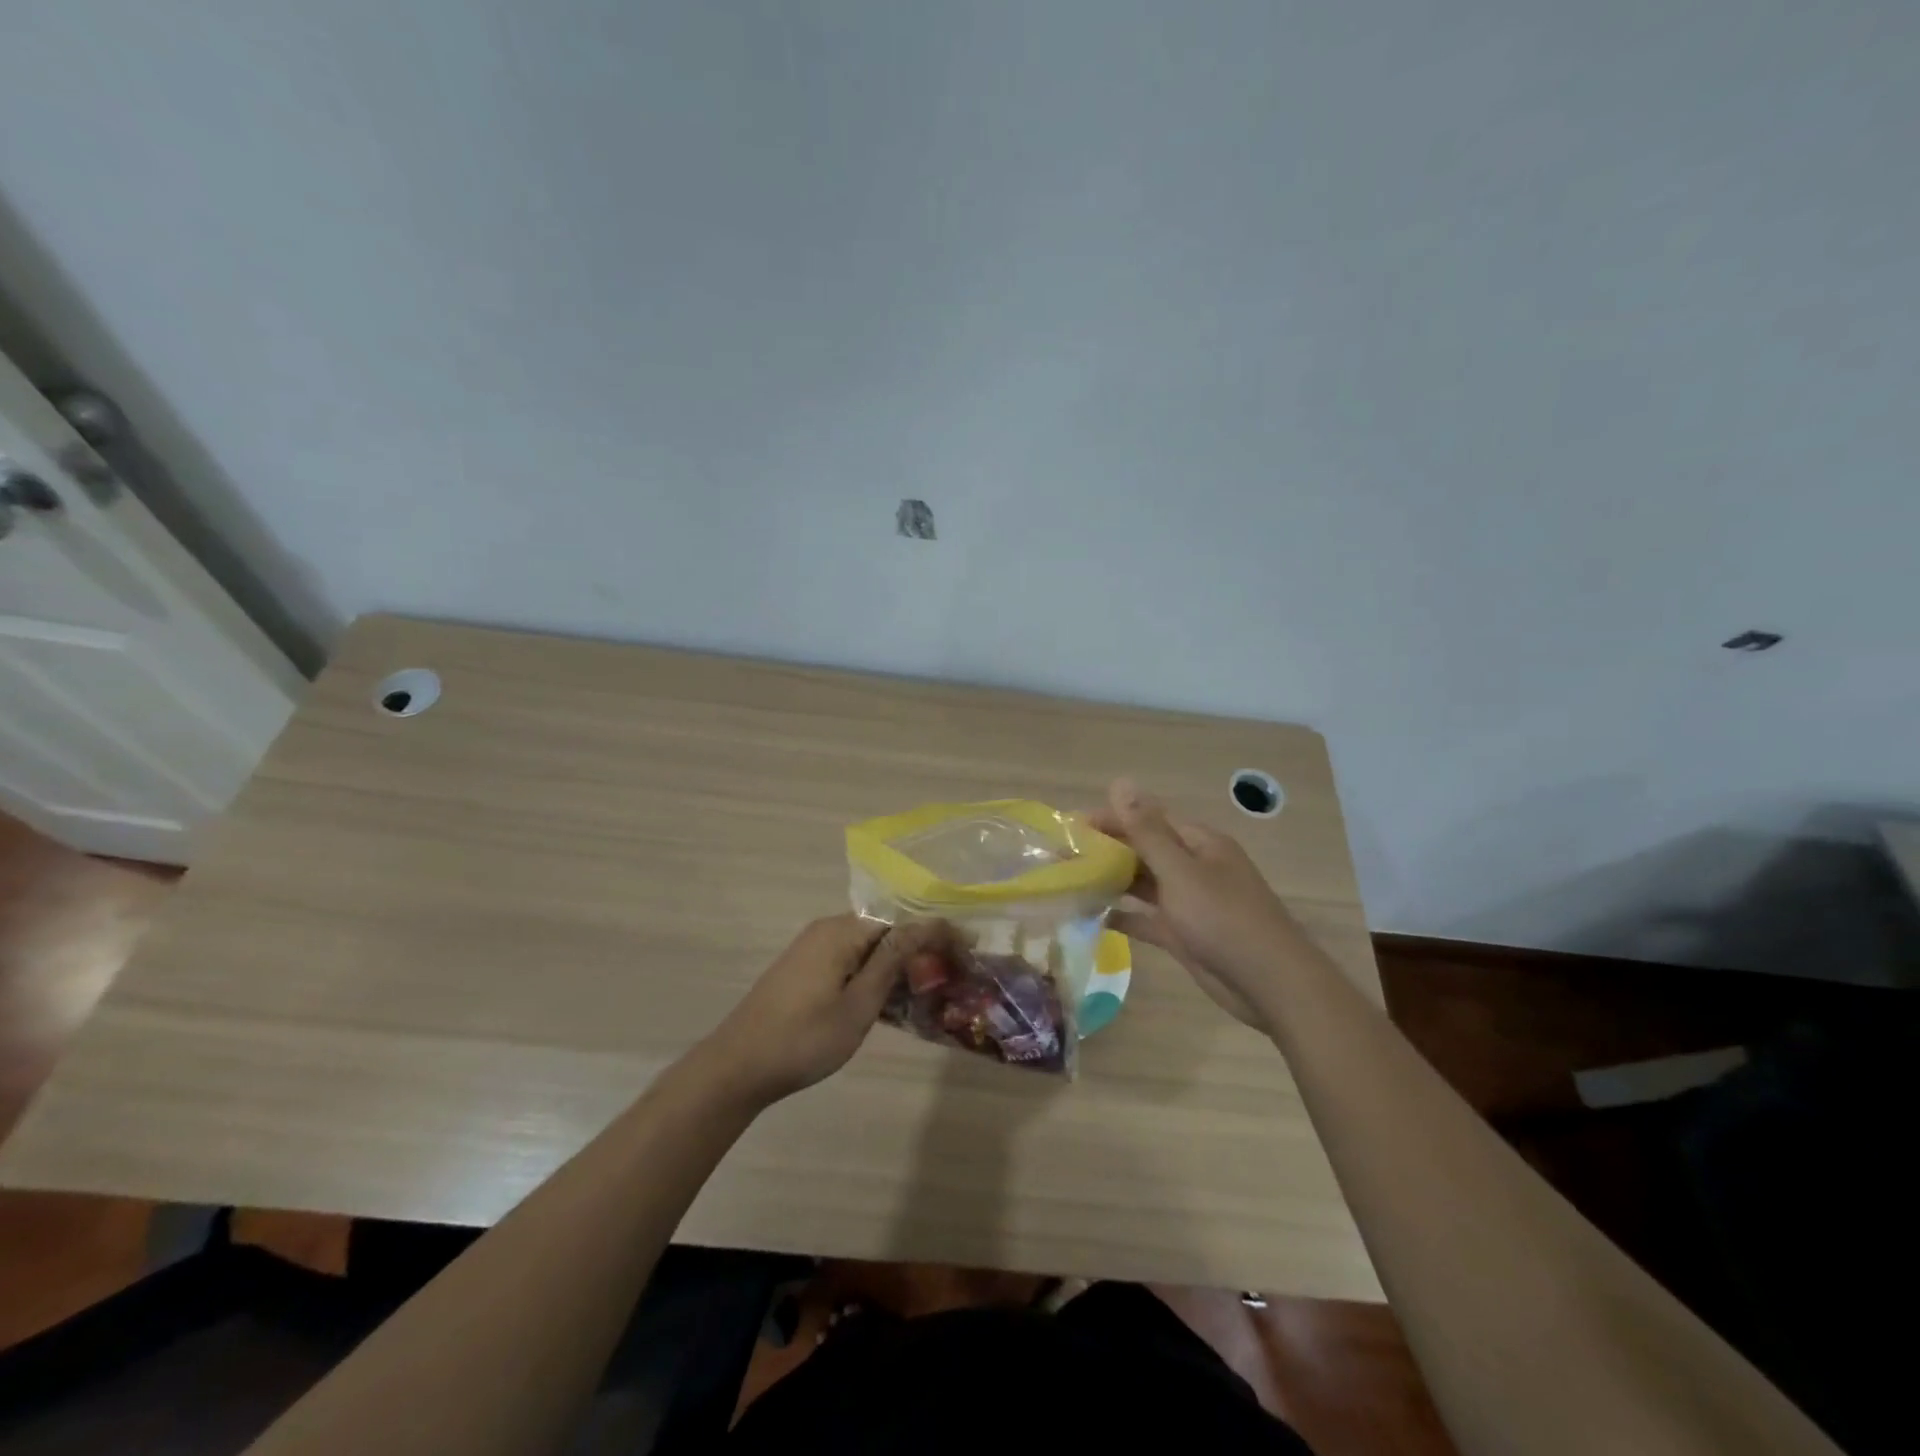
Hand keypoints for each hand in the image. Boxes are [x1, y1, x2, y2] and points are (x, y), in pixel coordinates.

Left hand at [696, 914, 958, 1106]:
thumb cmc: (804, 1038)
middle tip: (953, 975)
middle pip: (886, 931)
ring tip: (930, 990)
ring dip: (898, 967)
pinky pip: (851, 962)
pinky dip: (875, 976)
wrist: (736, 1067)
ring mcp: (813, 949)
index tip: (969, 948)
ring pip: (869, 949)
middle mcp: (828, 930)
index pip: (901, 921)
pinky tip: (892, 1001)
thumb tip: (926, 927)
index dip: (937, 934)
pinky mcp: (805, 970)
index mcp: (841, 931)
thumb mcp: (858, 1005)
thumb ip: (892, 962)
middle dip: (920, 950)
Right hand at [1087, 779, 1309, 1027]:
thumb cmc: (1224, 919)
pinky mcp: (1184, 934)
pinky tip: (1092, 917)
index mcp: (1198, 843)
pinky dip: (1124, 915)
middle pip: (1143, 850)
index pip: (1147, 819)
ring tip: (1070, 883)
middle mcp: (1193, 867)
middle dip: (1106, 851)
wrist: (1271, 985)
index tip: (1070, 827)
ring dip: (1112, 881)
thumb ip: (1146, 831)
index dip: (1110, 819)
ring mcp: (1189, 902)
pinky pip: (1147, 917)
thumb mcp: (1180, 872)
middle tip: (1062, 857)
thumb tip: (1120, 782)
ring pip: (1143, 884)